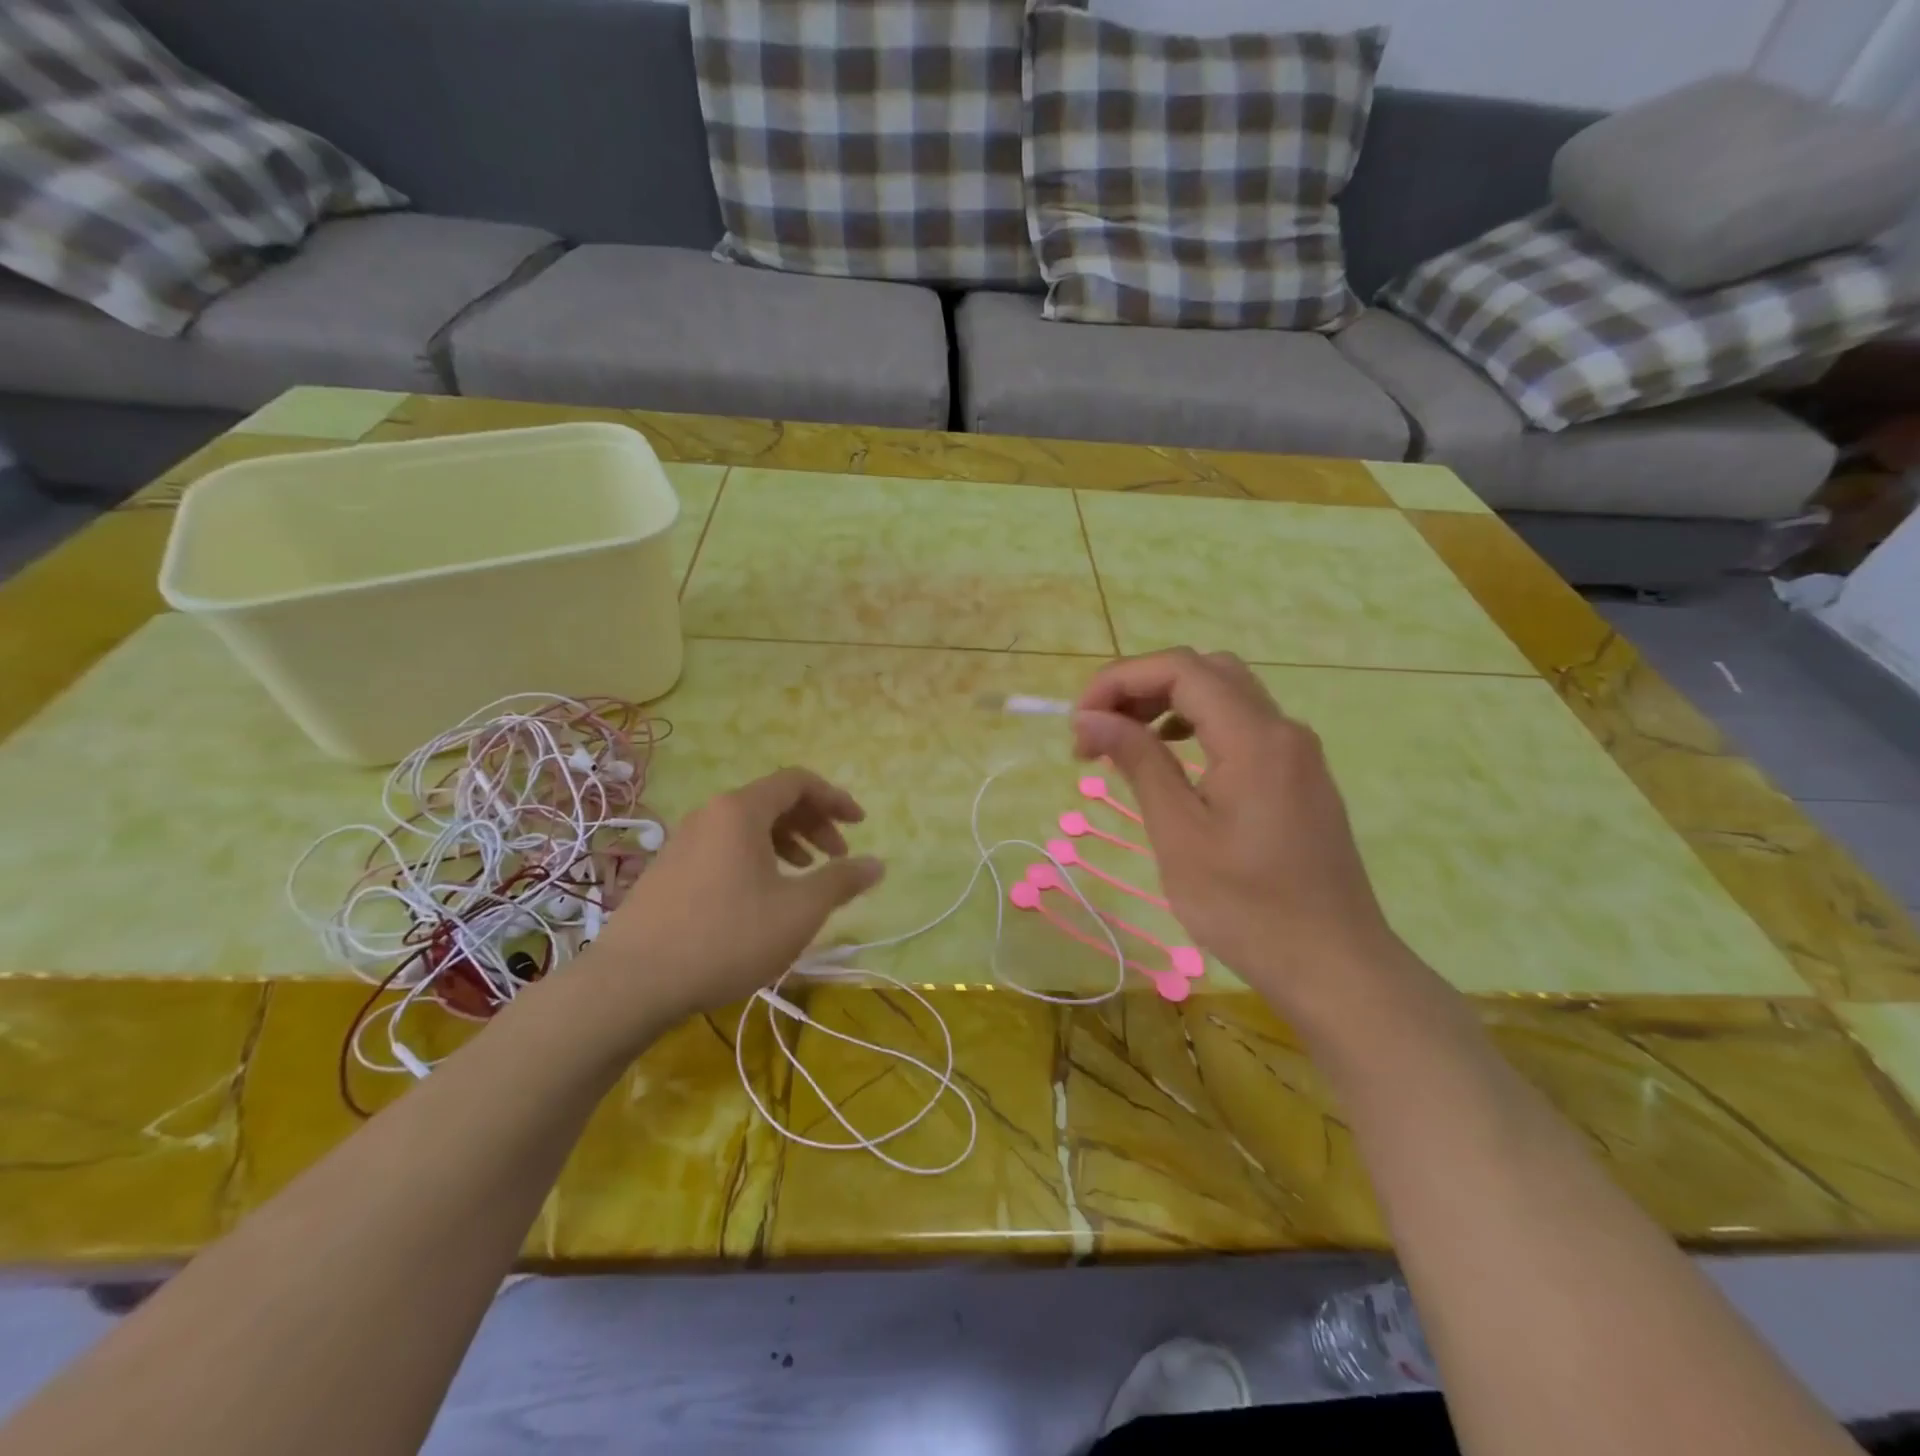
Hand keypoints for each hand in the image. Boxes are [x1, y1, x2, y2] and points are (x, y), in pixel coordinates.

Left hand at [585, 768, 883, 1032]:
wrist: (632, 982)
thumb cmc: (726, 937)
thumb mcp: (798, 911)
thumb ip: (841, 881)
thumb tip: (877, 864)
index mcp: (741, 811)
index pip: (798, 782)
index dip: (835, 799)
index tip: (860, 825)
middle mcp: (710, 814)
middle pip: (773, 801)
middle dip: (814, 823)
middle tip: (838, 855)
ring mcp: (683, 841)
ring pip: (747, 826)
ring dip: (786, 842)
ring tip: (806, 874)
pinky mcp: (668, 870)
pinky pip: (724, 847)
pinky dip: (756, 858)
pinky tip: (763, 896)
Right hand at [1072, 649, 1401, 1017]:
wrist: (1335, 967)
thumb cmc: (1248, 908)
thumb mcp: (1180, 835)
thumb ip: (1138, 762)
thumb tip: (1090, 717)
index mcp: (1255, 737)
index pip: (1180, 669)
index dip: (1119, 681)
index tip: (1078, 723)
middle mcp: (1282, 730)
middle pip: (1205, 671)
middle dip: (1141, 687)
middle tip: (1098, 730)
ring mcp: (1297, 753)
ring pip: (1226, 695)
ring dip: (1168, 704)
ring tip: (1124, 743)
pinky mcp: (1299, 777)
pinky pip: (1243, 726)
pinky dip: (1197, 726)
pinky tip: (1172, 760)